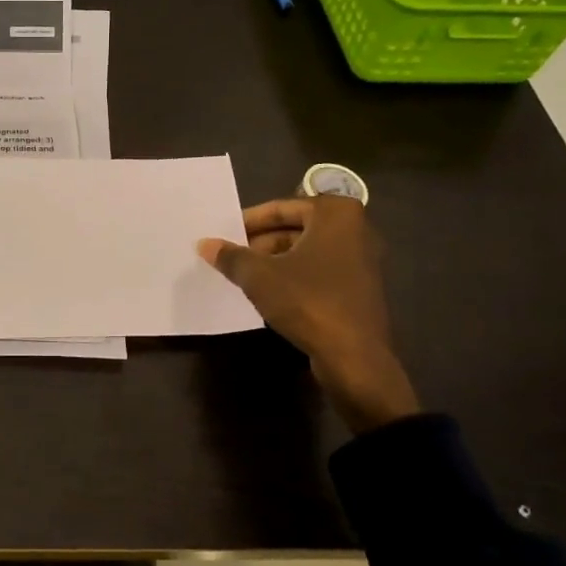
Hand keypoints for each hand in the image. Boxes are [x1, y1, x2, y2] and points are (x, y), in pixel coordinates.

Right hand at [197, 195, 420, 433]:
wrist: (354, 357)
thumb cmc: (307, 301)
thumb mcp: (259, 276)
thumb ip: (231, 256)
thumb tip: (204, 244)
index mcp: (336, 214)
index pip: (281, 208)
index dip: (248, 221)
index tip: (225, 234)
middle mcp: (355, 229)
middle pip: (296, 228)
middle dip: (261, 242)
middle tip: (231, 255)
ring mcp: (361, 260)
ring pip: (307, 251)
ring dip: (275, 261)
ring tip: (243, 275)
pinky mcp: (360, 288)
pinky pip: (319, 271)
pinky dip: (294, 276)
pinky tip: (269, 294)